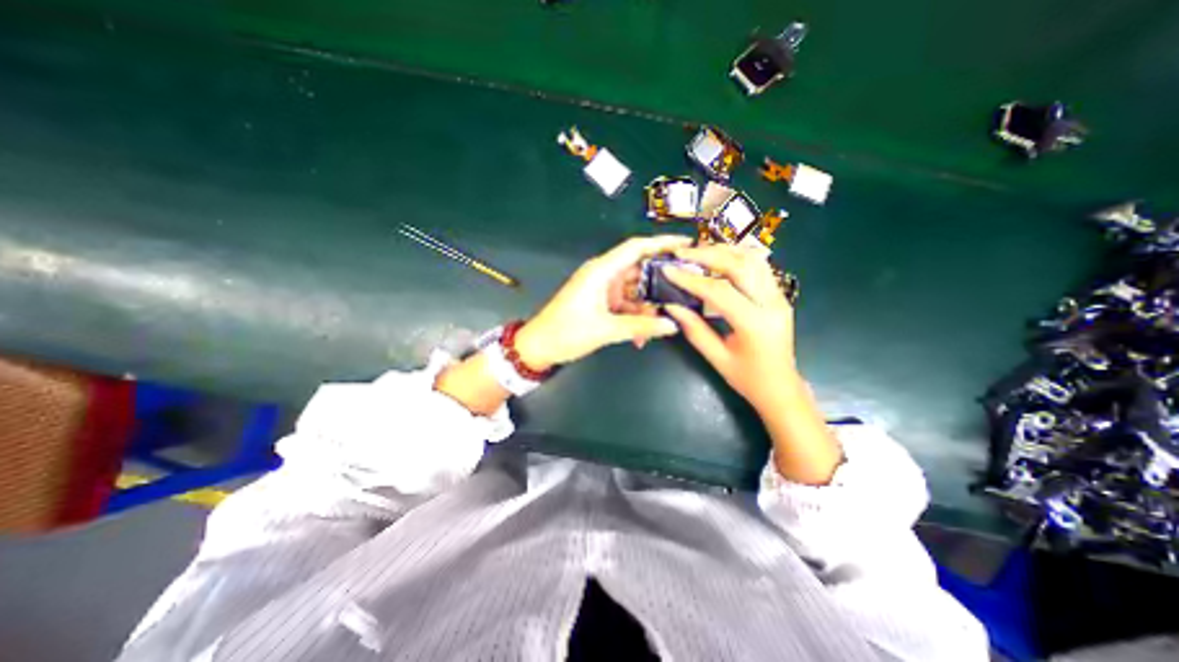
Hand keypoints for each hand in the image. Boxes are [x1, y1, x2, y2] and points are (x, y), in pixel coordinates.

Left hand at [518, 234, 693, 368]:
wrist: (539, 346)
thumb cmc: (566, 332)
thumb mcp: (606, 330)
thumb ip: (641, 327)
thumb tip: (671, 326)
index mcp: (601, 271)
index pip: (636, 248)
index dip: (662, 243)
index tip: (686, 244)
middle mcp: (603, 275)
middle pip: (639, 270)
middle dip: (659, 283)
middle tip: (683, 292)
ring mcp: (602, 289)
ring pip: (634, 291)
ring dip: (646, 308)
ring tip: (661, 324)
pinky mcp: (600, 302)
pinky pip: (625, 305)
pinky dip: (634, 318)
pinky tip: (642, 336)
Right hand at [663, 246, 837, 484]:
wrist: (781, 387)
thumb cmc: (748, 378)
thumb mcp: (716, 357)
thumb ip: (694, 329)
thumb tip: (671, 305)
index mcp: (755, 324)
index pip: (719, 291)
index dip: (690, 279)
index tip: (669, 270)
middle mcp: (772, 304)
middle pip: (740, 265)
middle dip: (708, 255)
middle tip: (681, 253)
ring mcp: (779, 297)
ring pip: (753, 259)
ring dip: (724, 251)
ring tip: (698, 251)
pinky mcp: (779, 295)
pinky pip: (759, 267)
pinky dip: (737, 257)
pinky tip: (719, 258)